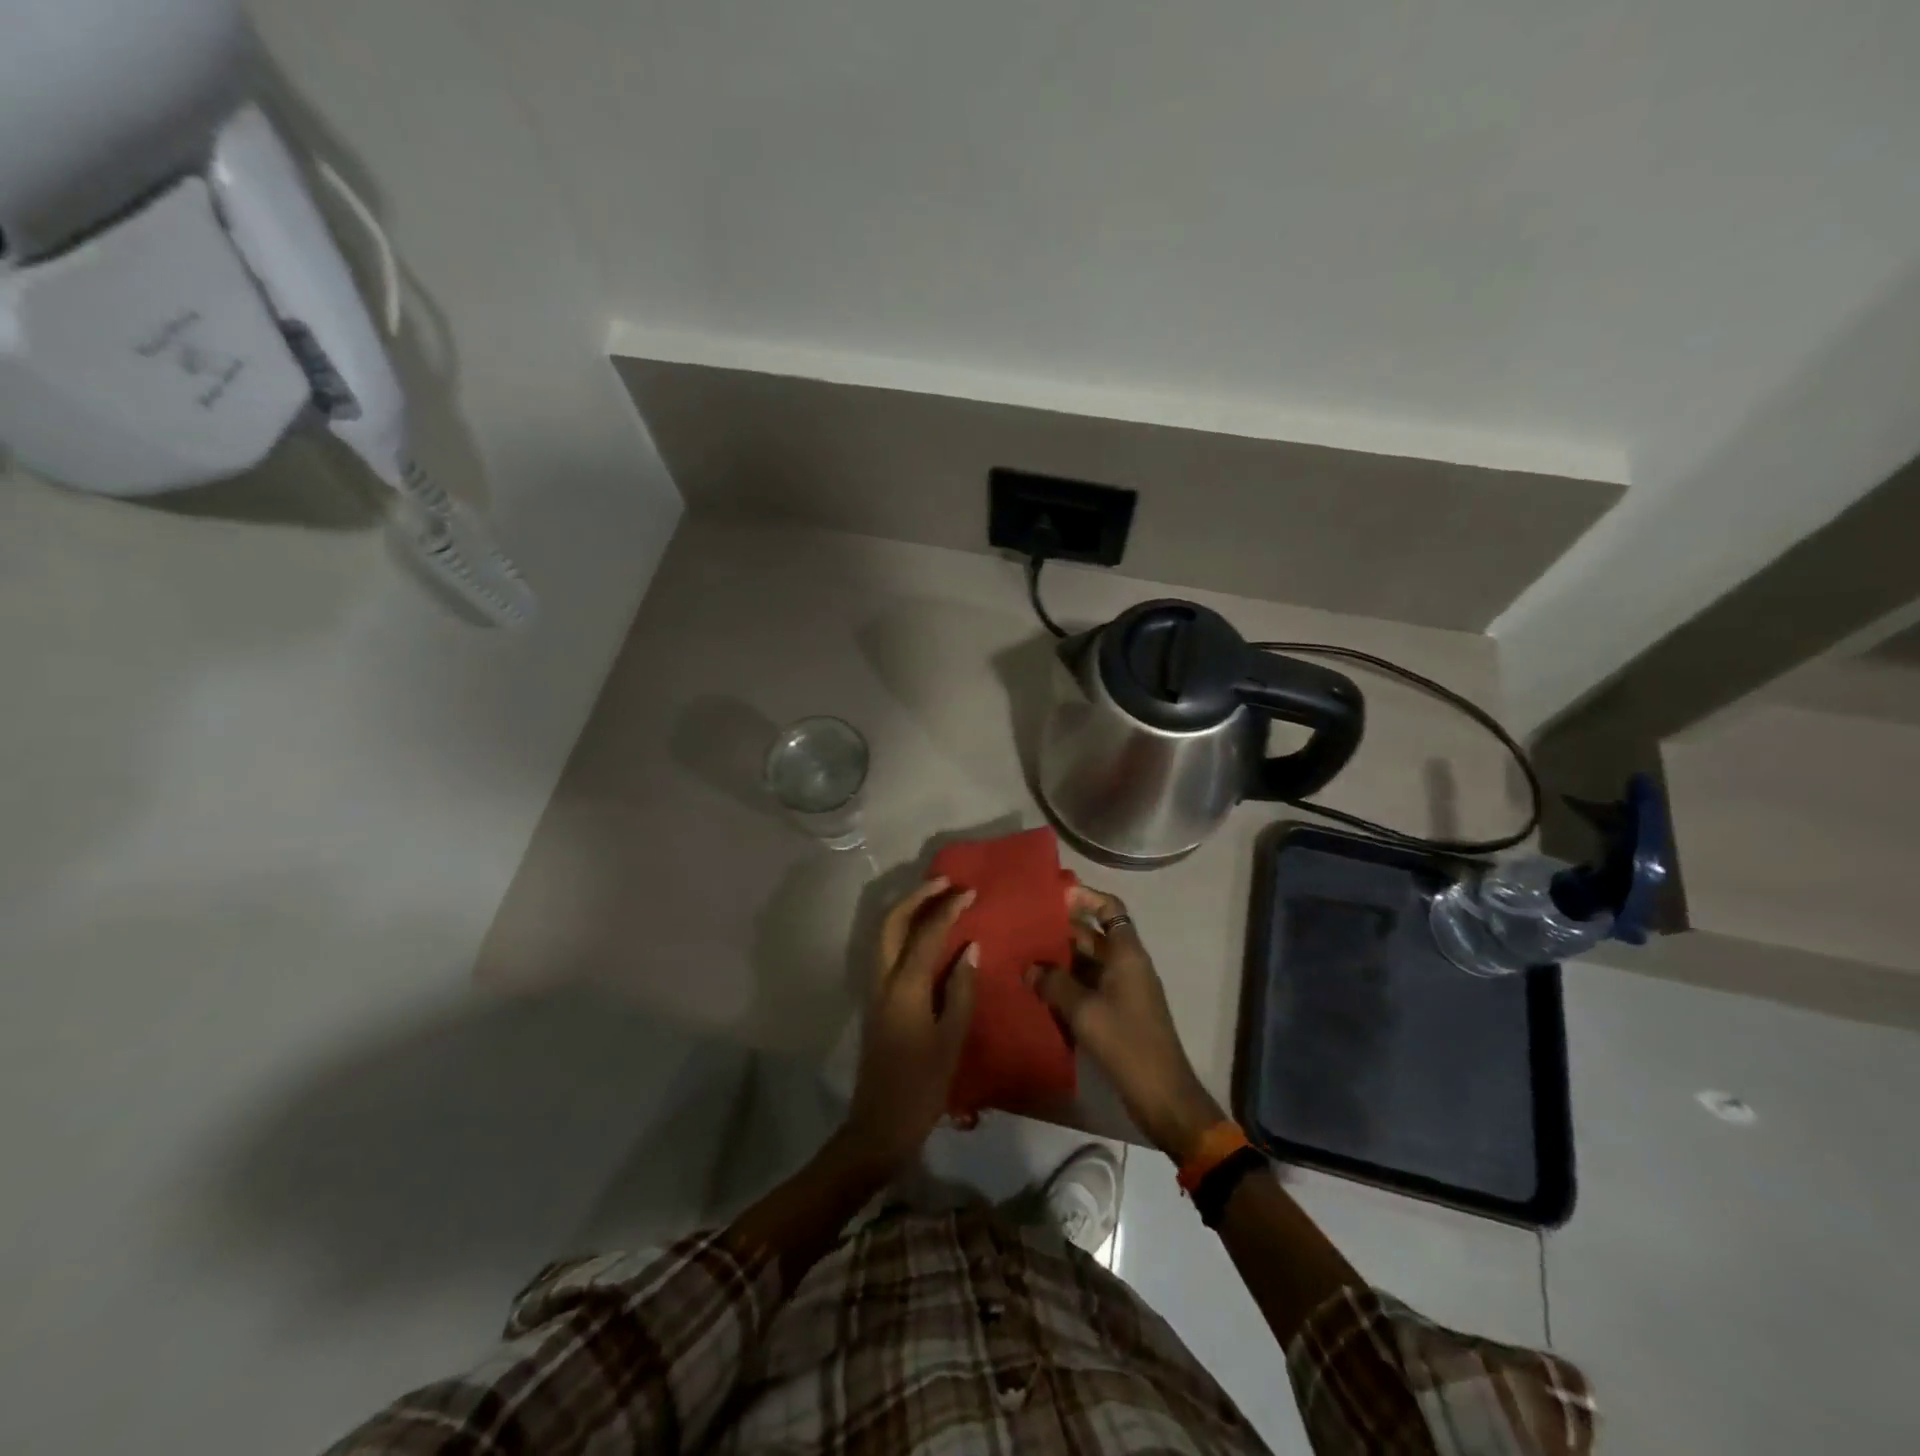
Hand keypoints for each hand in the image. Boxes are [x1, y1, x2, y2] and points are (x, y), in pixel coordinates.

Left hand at [842, 878, 978, 1171]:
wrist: (879, 1126)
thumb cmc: (922, 1087)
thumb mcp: (951, 1040)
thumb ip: (960, 990)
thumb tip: (970, 948)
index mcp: (904, 988)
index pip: (926, 934)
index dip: (947, 909)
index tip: (969, 891)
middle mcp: (882, 980)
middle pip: (891, 923)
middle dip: (916, 897)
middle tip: (944, 882)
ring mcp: (874, 990)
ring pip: (882, 934)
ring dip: (905, 910)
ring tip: (934, 898)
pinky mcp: (874, 1000)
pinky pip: (884, 951)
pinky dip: (901, 931)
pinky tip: (922, 934)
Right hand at [1026, 887, 1224, 1161]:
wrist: (1162, 1095)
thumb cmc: (1126, 1042)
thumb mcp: (1084, 1011)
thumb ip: (1054, 984)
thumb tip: (1029, 966)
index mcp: (1127, 953)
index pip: (1109, 908)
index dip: (1084, 897)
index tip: (1052, 895)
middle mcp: (1126, 964)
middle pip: (1093, 934)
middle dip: (1060, 929)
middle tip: (1023, 926)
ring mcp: (1122, 989)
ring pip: (1087, 962)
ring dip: (1059, 959)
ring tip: (1023, 955)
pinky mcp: (1116, 1012)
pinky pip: (1087, 986)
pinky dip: (1065, 984)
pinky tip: (1038, 989)